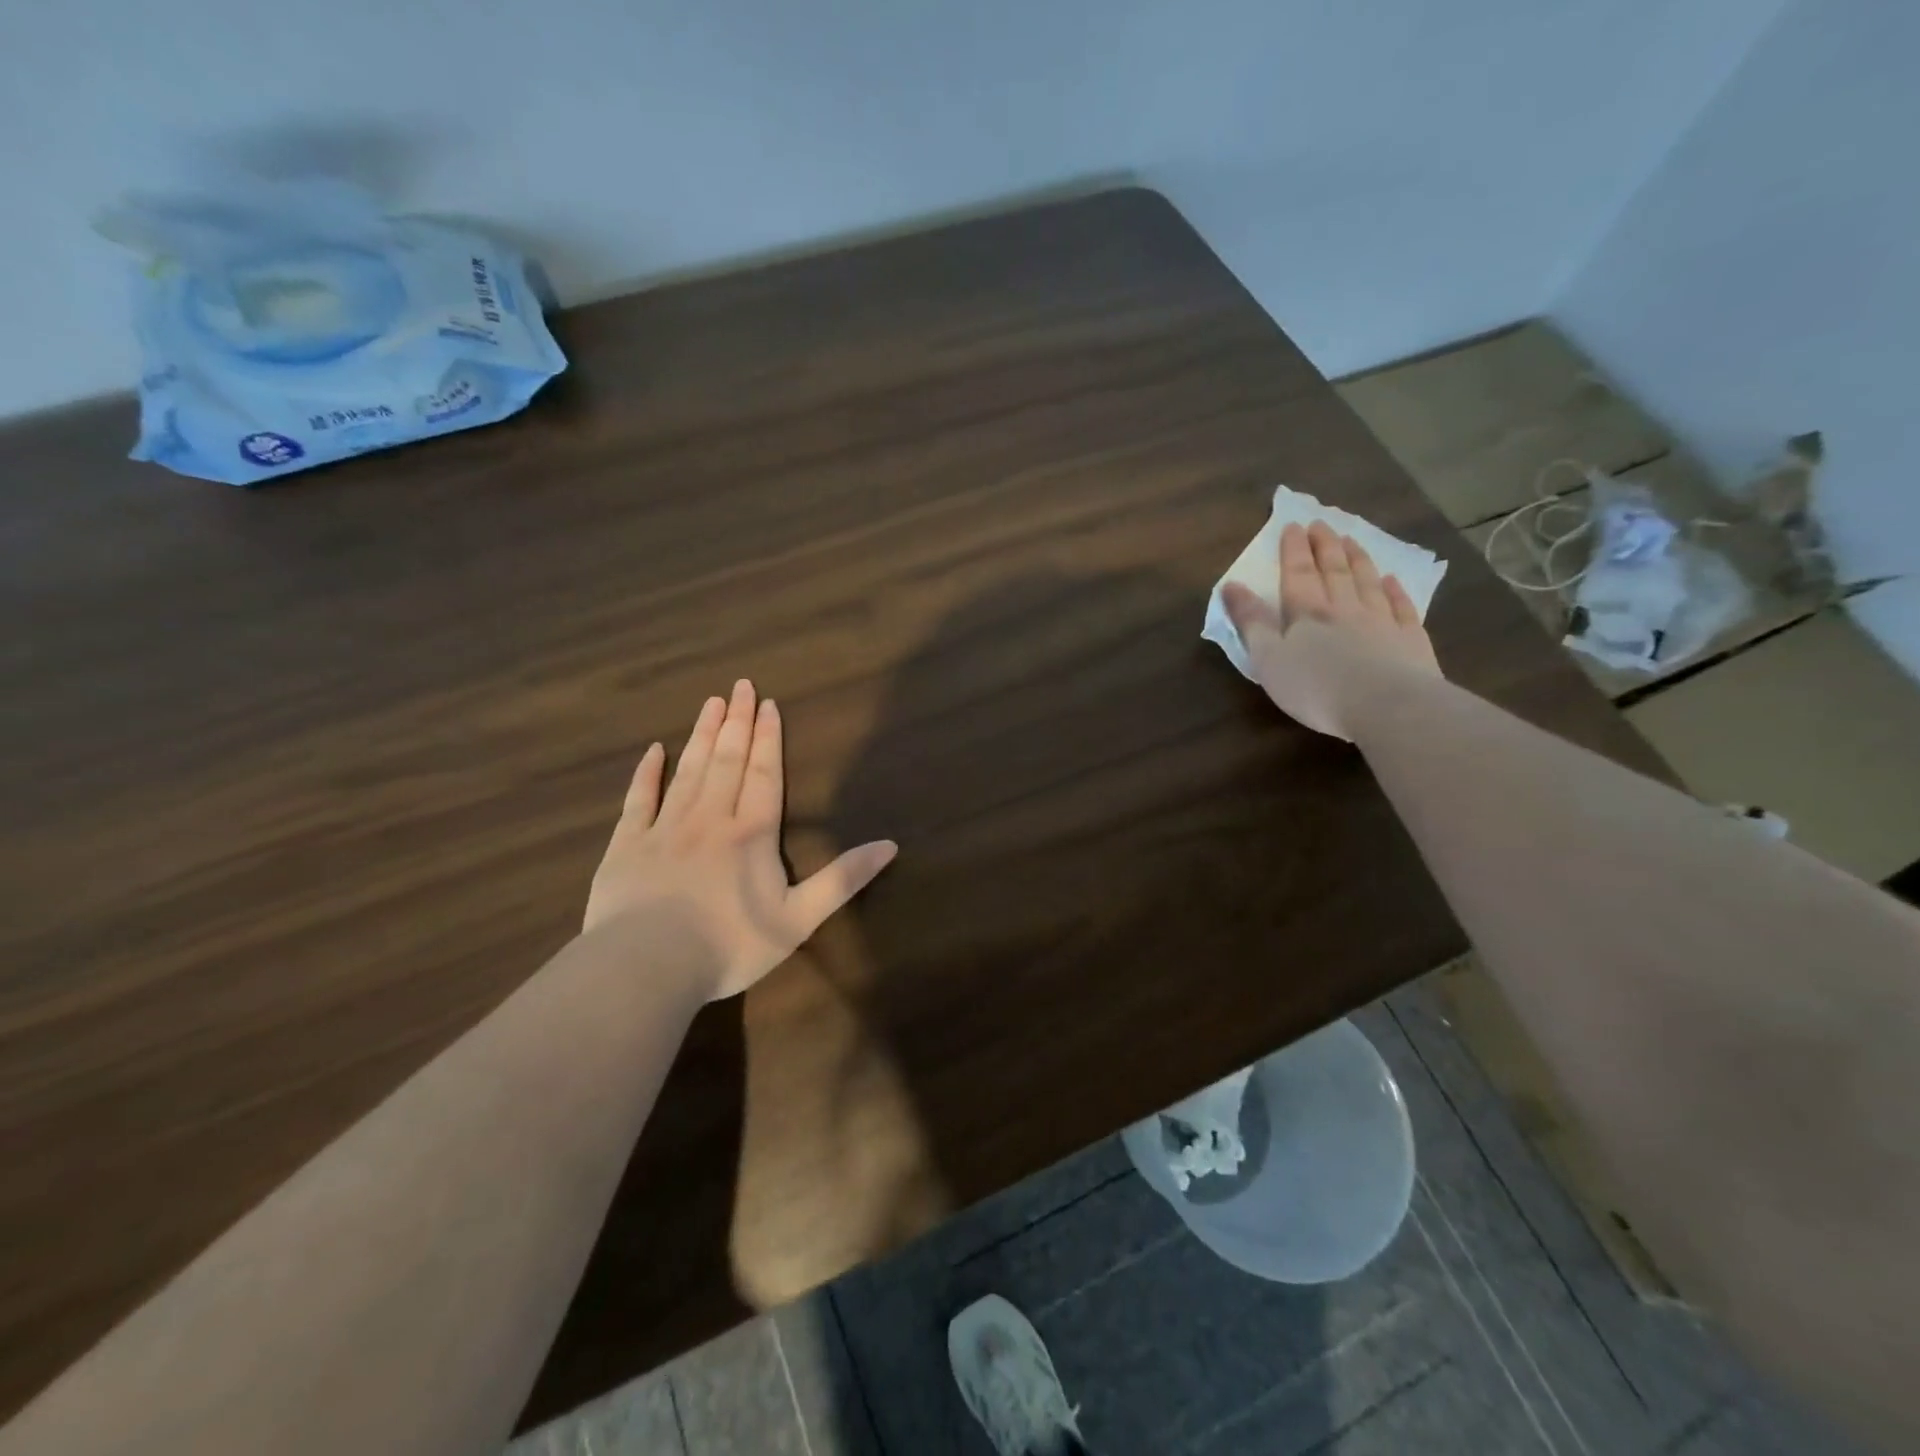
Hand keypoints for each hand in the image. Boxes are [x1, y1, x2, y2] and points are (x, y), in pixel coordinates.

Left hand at [585, 680, 897, 999]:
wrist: (646, 967)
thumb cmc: (729, 945)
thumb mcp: (799, 919)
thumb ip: (843, 879)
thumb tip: (890, 845)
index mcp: (751, 833)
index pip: (764, 774)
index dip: (768, 738)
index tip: (767, 703)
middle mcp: (710, 818)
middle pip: (727, 760)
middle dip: (736, 722)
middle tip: (740, 685)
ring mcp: (664, 828)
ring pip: (688, 771)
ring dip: (701, 735)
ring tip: (710, 703)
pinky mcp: (626, 845)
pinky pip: (638, 799)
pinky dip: (646, 773)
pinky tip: (653, 750)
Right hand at [1220, 520, 1441, 738]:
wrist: (1386, 706)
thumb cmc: (1316, 687)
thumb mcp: (1268, 659)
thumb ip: (1251, 622)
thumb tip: (1231, 586)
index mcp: (1308, 614)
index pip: (1298, 574)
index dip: (1294, 550)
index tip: (1293, 525)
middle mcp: (1345, 609)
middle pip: (1335, 571)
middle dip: (1326, 546)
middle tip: (1323, 524)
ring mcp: (1382, 623)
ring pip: (1368, 583)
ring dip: (1359, 560)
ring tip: (1353, 540)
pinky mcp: (1410, 641)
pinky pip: (1402, 608)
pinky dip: (1396, 591)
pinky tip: (1392, 580)